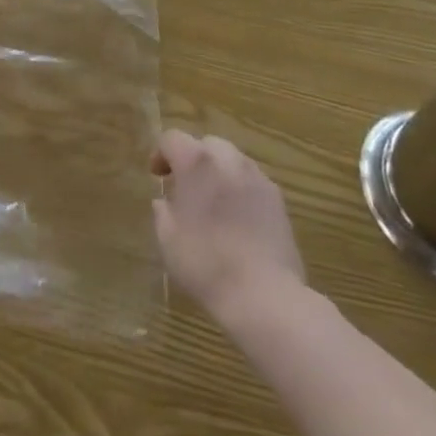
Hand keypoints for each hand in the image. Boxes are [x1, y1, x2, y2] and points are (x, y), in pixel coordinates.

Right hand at [152, 130, 304, 322]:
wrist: (265, 296)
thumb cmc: (206, 264)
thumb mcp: (168, 240)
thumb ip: (162, 212)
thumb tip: (165, 202)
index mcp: (196, 162)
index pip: (172, 139)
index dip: (161, 154)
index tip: (157, 177)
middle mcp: (228, 160)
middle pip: (206, 144)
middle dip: (193, 159)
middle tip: (185, 187)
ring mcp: (257, 178)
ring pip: (232, 160)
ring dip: (219, 173)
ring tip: (213, 203)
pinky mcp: (278, 201)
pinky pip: (252, 182)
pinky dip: (240, 190)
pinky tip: (238, 220)